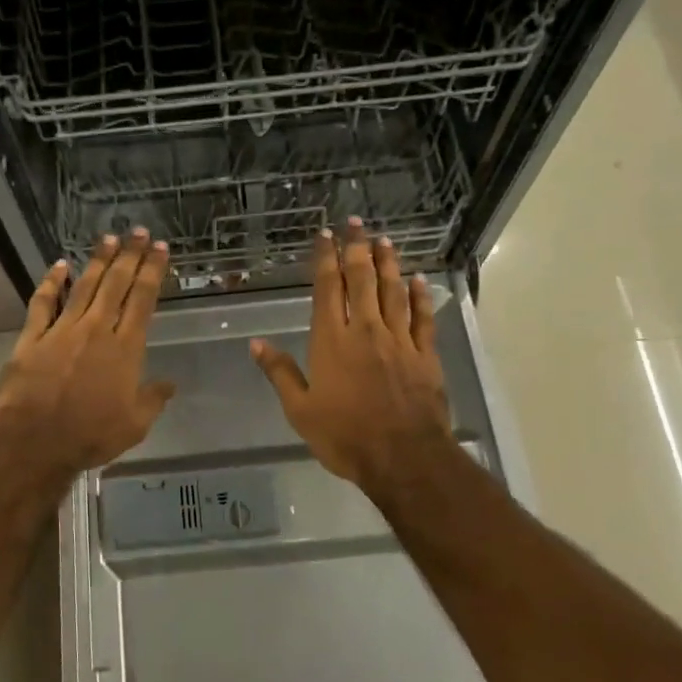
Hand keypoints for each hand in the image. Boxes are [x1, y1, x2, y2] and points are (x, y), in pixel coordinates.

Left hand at [0, 229, 176, 475]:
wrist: (36, 441)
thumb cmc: (91, 435)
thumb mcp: (135, 424)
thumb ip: (153, 400)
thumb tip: (170, 384)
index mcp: (125, 348)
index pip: (143, 300)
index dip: (153, 271)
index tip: (161, 249)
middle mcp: (96, 330)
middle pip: (116, 284)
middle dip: (130, 255)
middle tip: (139, 231)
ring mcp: (62, 330)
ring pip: (84, 286)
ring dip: (97, 261)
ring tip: (109, 238)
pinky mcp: (33, 338)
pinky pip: (43, 303)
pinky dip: (51, 282)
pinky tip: (59, 265)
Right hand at [250, 220, 454, 493]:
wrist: (403, 457)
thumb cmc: (345, 436)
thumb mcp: (300, 410)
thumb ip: (280, 373)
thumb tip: (256, 344)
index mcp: (332, 340)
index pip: (328, 288)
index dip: (326, 258)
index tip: (325, 235)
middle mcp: (366, 330)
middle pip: (362, 280)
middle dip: (357, 248)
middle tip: (356, 223)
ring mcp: (399, 341)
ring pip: (393, 292)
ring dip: (388, 263)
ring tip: (384, 240)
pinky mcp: (425, 355)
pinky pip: (423, 318)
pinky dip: (420, 297)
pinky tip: (418, 280)